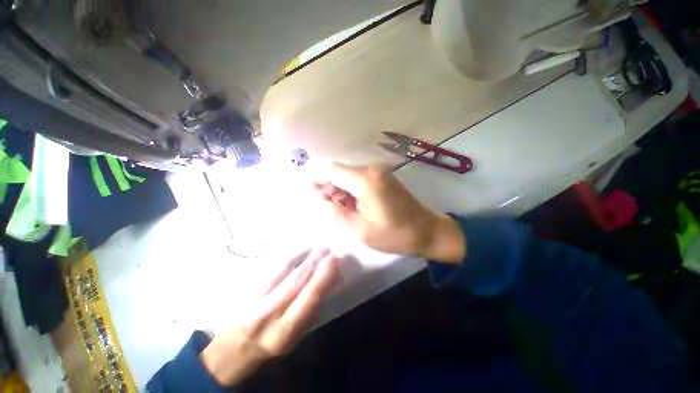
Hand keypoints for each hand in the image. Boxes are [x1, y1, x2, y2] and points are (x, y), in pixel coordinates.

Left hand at [201, 249, 338, 385]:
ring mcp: (255, 299)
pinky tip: (300, 252)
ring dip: (304, 255)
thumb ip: (310, 311)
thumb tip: (329, 283)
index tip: (335, 258)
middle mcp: (269, 314)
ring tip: (317, 248)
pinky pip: (273, 267)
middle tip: (328, 249)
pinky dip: (291, 257)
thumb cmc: (270, 346)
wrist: (231, 350)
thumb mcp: (294, 338)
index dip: (324, 275)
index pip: (310, 298)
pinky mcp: (247, 288)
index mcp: (285, 332)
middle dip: (316, 260)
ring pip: (284, 269)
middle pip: (297, 279)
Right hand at [314, 164, 465, 262]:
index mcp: (365, 180)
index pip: (332, 171)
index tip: (321, 201)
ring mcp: (379, 171)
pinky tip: (356, 206)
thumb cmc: (394, 234)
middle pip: (340, 172)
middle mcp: (372, 169)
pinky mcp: (384, 177)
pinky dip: (353, 190)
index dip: (322, 183)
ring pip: (349, 176)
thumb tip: (324, 201)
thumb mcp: (360, 230)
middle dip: (332, 188)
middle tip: (334, 210)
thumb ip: (337, 213)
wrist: (427, 231)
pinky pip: (360, 179)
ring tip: (347, 211)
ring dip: (342, 191)